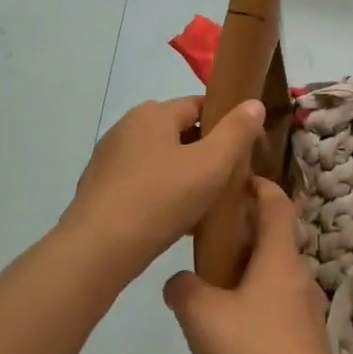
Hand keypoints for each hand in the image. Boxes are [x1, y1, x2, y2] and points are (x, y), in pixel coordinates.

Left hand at [62, 95, 266, 279]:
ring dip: (185, 175)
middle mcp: (128, 126)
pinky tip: (175, 219)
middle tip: (229, 180)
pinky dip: (162, 192)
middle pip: (180, 131)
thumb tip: (254, 104)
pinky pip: (143, 180)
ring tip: (206, 204)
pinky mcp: (100, 186)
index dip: (228, 124)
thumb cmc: (160, 200)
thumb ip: (237, 132)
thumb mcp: (211, 165)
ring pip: (162, 158)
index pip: (200, 105)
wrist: (98, 249)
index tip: (247, 151)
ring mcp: (110, 157)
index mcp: (154, 113)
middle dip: (207, 152)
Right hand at [162, 178, 342, 353]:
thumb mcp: (203, 316)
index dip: (260, 186)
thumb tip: (179, 282)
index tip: (238, 180)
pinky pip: (276, 304)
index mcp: (280, 258)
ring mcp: (306, 308)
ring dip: (247, 270)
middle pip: (274, 239)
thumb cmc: (253, 352)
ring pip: (274, 274)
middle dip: (244, 232)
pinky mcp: (305, 337)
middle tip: (206, 239)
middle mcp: (299, 275)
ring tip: (210, 285)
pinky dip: (254, 301)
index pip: (277, 205)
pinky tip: (228, 328)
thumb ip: (184, 290)